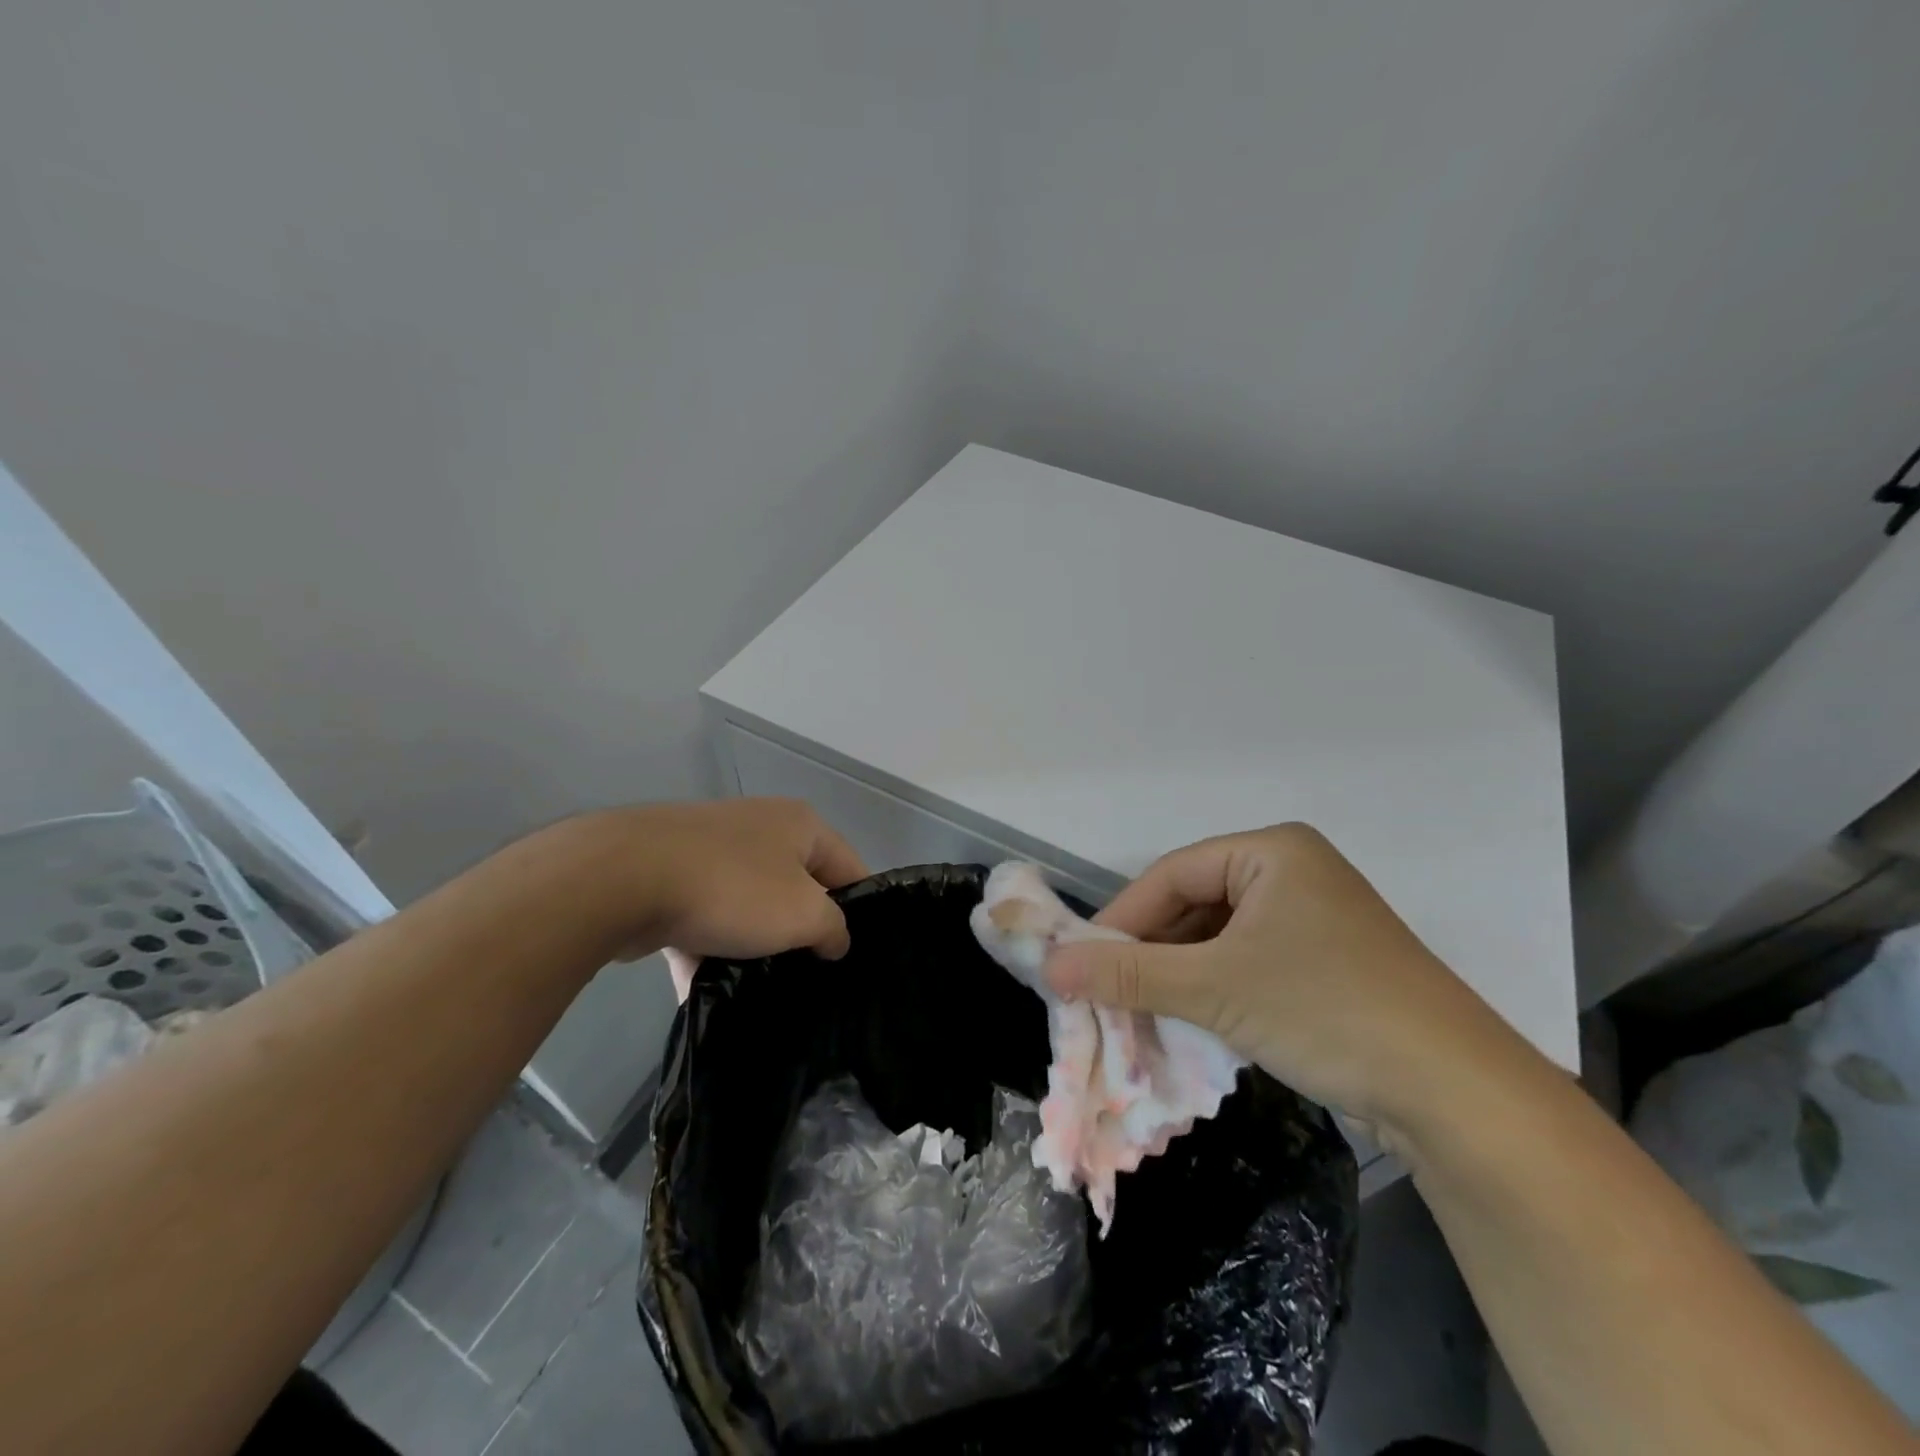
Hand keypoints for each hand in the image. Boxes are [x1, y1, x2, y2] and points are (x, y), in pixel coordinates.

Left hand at [568, 799, 866, 996]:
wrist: (622, 878)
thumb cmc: (732, 888)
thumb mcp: (804, 914)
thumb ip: (833, 928)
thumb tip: (835, 939)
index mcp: (800, 825)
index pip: (849, 867)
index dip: (860, 911)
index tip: (855, 956)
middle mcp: (760, 828)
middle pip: (797, 888)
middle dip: (801, 932)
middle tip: (810, 975)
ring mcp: (711, 850)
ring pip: (747, 907)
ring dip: (751, 946)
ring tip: (757, 990)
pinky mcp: (670, 876)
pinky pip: (702, 919)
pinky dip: (705, 951)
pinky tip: (702, 993)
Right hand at [1043, 824, 1528, 1139]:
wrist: (1458, 1096)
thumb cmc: (1326, 1010)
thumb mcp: (1216, 987)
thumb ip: (1129, 973)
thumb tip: (1051, 967)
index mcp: (1272, 851)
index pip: (1172, 874)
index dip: (1122, 916)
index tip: (1080, 961)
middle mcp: (1293, 873)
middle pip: (1195, 904)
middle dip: (1150, 950)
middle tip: (1106, 991)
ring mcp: (1314, 920)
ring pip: (1219, 938)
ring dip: (1179, 974)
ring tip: (1139, 1012)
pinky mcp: (1327, 965)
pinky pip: (1248, 962)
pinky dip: (1214, 989)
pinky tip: (1191, 1022)